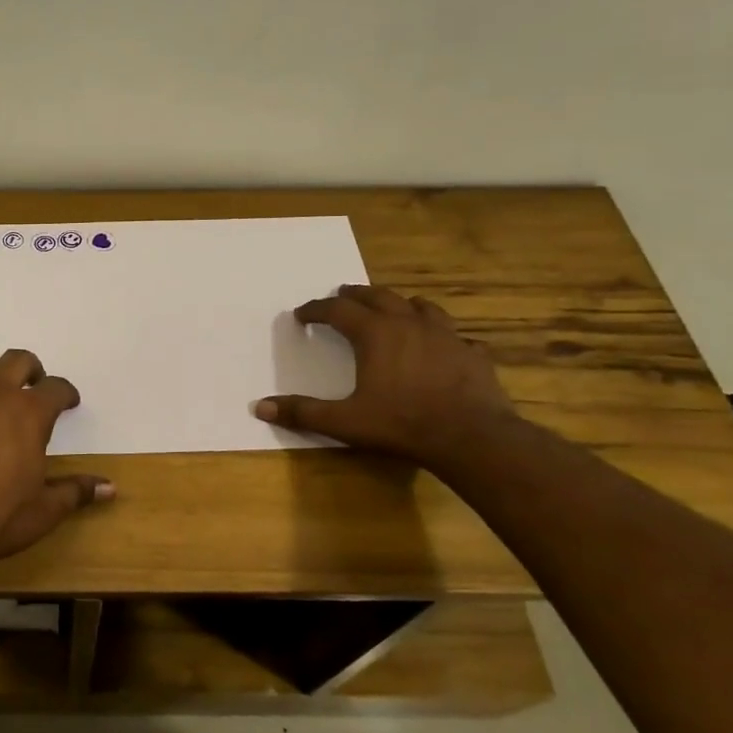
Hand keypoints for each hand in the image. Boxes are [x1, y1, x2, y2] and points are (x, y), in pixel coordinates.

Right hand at [255, 285, 518, 469]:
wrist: (471, 437)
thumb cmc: (401, 424)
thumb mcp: (344, 422)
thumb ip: (303, 412)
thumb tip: (260, 408)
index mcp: (375, 334)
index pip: (337, 310)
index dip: (316, 310)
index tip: (302, 314)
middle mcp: (409, 324)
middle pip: (378, 296)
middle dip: (355, 295)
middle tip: (341, 296)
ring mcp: (446, 335)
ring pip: (420, 306)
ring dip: (400, 304)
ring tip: (393, 309)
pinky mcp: (472, 353)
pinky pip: (456, 335)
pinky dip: (442, 336)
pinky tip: (442, 347)